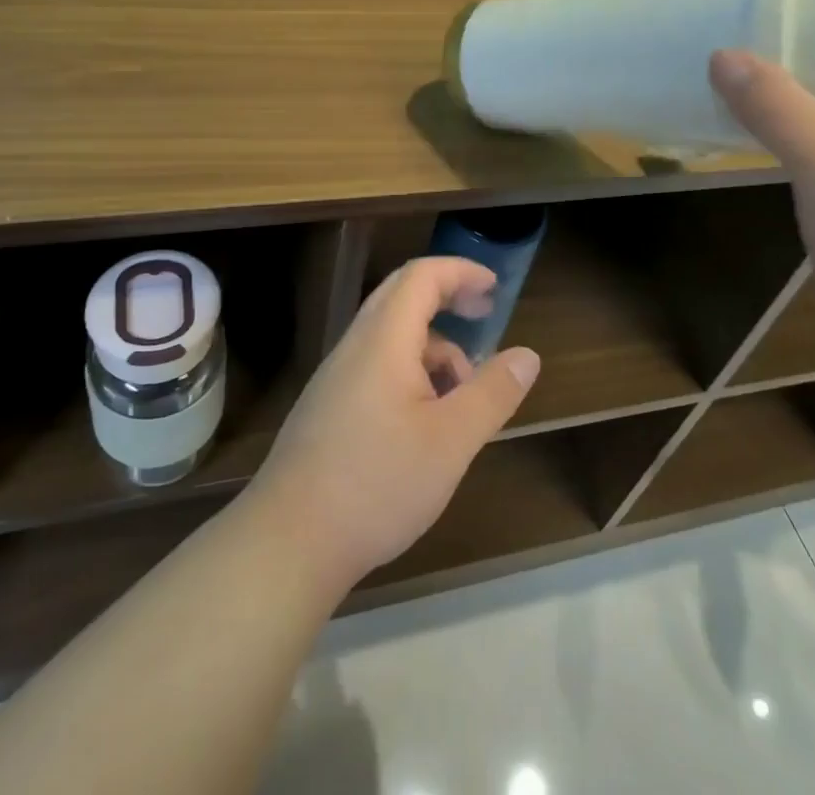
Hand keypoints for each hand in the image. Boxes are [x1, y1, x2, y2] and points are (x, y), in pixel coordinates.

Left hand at [243, 257, 540, 592]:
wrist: (287, 542)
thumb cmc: (377, 484)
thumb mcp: (451, 441)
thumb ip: (492, 393)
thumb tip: (528, 356)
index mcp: (384, 339)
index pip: (422, 276)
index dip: (461, 272)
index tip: (494, 288)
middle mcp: (356, 346)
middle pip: (402, 297)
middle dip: (447, 299)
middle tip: (484, 317)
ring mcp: (336, 377)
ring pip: (392, 338)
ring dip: (433, 348)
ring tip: (463, 396)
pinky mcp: (328, 408)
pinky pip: (377, 367)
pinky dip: (411, 373)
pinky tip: (426, 424)